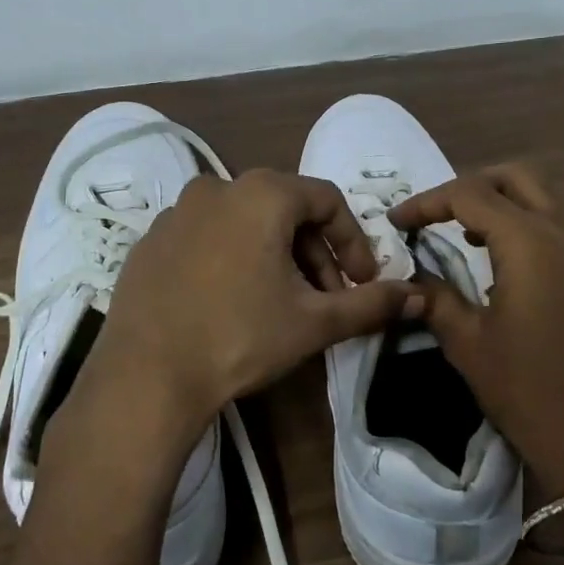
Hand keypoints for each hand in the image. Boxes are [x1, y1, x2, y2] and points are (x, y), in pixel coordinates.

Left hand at [78, 170, 413, 465]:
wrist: (145, 377)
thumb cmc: (240, 338)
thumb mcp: (314, 322)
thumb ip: (370, 304)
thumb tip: (418, 298)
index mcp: (262, 193)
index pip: (328, 201)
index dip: (354, 241)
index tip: (362, 282)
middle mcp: (217, 187)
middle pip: (286, 209)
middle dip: (315, 252)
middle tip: (326, 296)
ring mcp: (177, 212)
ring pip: (245, 222)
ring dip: (276, 255)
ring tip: (281, 301)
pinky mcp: (150, 240)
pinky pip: (207, 236)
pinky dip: (232, 258)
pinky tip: (232, 301)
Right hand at [389, 165, 563, 495]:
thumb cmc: (526, 390)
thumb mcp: (468, 343)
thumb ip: (436, 298)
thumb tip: (411, 277)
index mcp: (530, 243)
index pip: (470, 195)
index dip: (427, 202)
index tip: (397, 222)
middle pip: (516, 177)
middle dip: (471, 185)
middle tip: (437, 215)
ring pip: (546, 194)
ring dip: (504, 199)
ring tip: (467, 234)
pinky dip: (531, 219)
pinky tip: (507, 258)